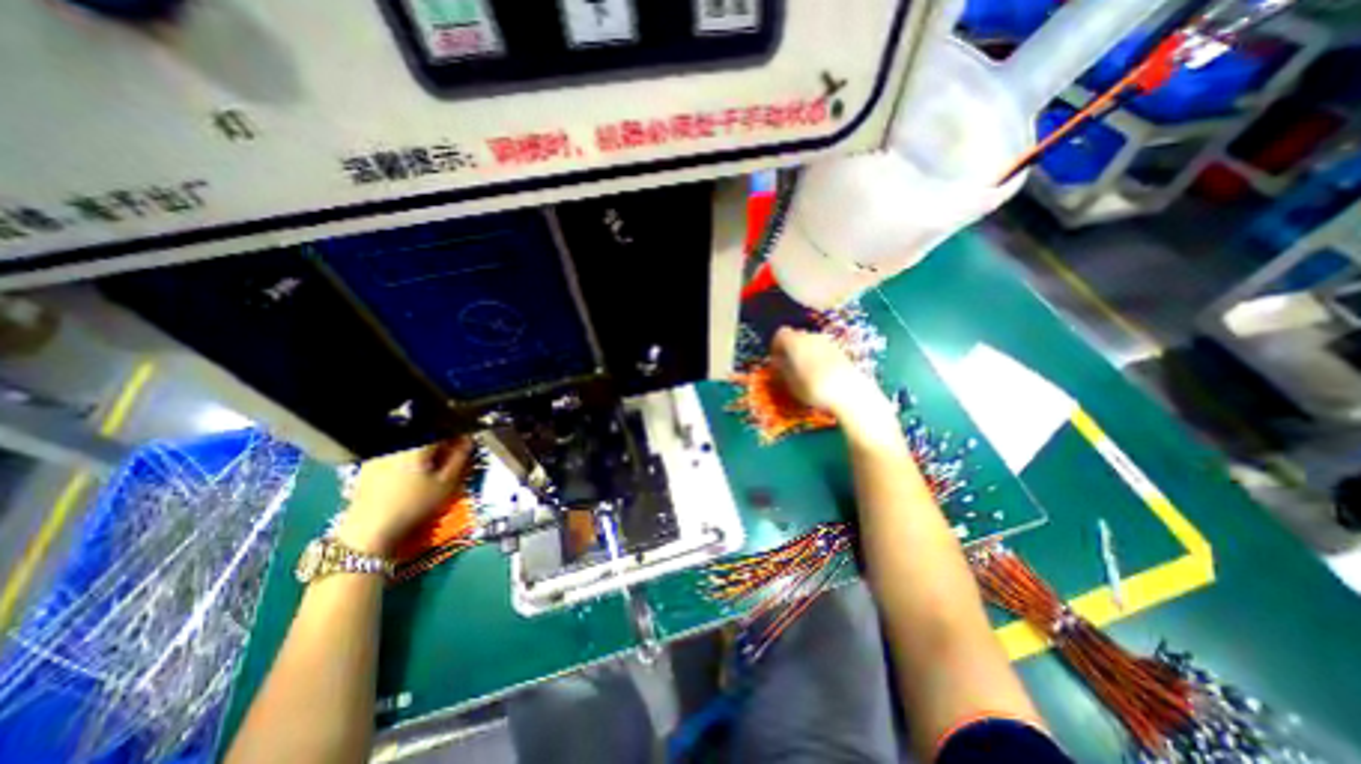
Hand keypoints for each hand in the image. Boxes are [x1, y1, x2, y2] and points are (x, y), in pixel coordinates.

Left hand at [333, 438, 474, 556]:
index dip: (457, 435)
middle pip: (425, 434)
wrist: (369, 531)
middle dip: (440, 442)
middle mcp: (396, 443)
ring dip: (425, 450)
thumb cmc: (414, 504)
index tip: (464, 446)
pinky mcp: (369, 465)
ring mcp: (380, 453)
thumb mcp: (446, 482)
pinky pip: (395, 453)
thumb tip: (468, 440)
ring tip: (431, 468)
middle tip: (450, 459)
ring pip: (410, 443)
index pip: (443, 428)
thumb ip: (460, 457)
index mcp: (416, 443)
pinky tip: (411, 476)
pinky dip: (408, 458)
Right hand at [772, 326, 899, 436]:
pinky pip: (822, 349)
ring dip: (804, 353)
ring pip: (809, 343)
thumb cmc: (812, 387)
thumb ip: (782, 368)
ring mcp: (827, 341)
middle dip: (790, 349)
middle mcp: (810, 336)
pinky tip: (820, 373)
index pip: (780, 334)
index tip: (775, 360)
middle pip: (796, 337)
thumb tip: (778, 361)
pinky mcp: (839, 350)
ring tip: (804, 372)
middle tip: (788, 366)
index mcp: (794, 341)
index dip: (776, 346)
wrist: (848, 391)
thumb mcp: (790, 382)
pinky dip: (817, 357)